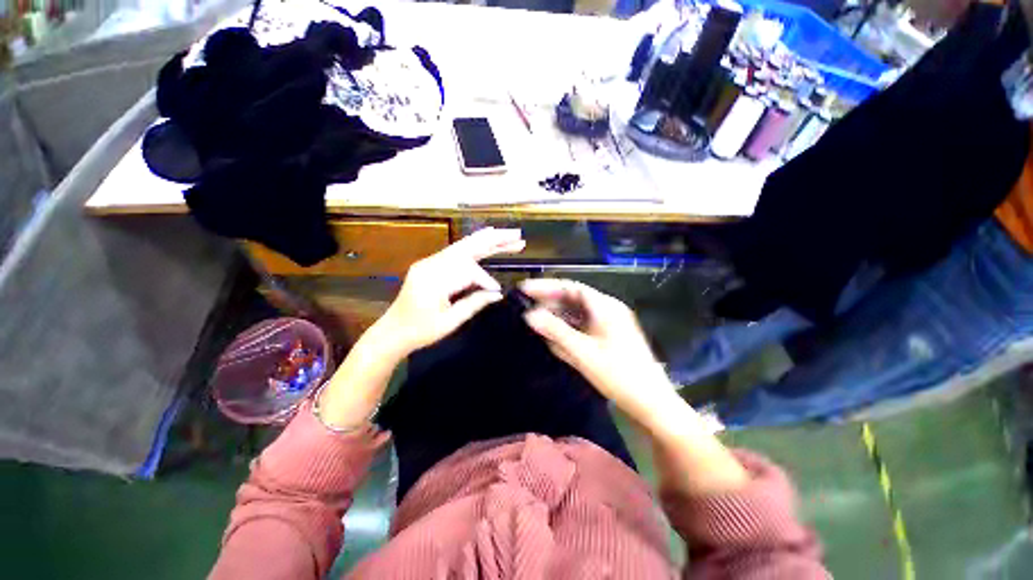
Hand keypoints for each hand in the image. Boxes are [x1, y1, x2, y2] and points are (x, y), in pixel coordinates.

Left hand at [380, 228, 525, 354]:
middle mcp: (431, 264)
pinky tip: (487, 243)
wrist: (393, 331)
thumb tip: (498, 293)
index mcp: (433, 280)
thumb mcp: (450, 322)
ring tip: (508, 236)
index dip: (486, 279)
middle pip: (467, 247)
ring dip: (486, 240)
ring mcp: (430, 262)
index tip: (497, 291)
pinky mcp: (431, 265)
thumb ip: (475, 304)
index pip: (467, 271)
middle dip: (493, 240)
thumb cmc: (421, 331)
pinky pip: (456, 253)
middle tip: (516, 234)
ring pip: (463, 246)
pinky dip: (475, 247)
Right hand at [519, 278, 671, 422]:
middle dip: (549, 302)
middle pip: (573, 299)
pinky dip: (567, 330)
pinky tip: (553, 338)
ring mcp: (608, 324)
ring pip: (576, 314)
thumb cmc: (619, 375)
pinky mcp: (607, 338)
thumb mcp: (583, 352)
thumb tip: (529, 315)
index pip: (571, 287)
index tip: (524, 289)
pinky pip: (582, 327)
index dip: (546, 286)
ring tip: (534, 322)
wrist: (651, 403)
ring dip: (556, 317)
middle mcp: (607, 310)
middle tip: (525, 307)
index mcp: (605, 307)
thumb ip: (555, 331)